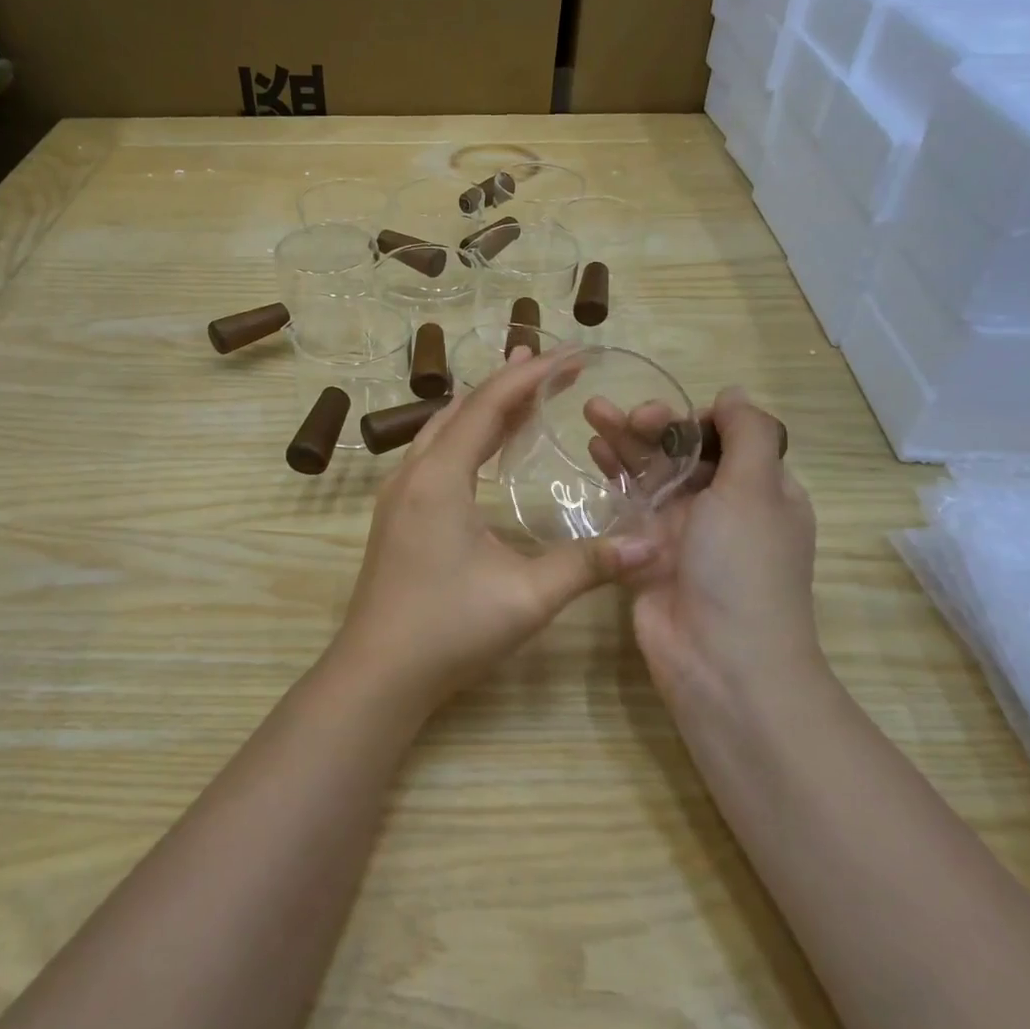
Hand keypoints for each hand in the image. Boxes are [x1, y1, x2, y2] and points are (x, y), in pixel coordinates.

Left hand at [331, 349, 659, 706]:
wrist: (377, 673)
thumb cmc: (448, 630)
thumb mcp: (525, 597)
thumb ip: (588, 566)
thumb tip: (652, 545)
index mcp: (439, 478)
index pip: (489, 406)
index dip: (532, 375)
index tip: (573, 355)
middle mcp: (413, 474)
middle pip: (463, 410)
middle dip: (510, 383)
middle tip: (554, 365)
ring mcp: (398, 494)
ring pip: (443, 430)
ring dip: (483, 408)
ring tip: (523, 393)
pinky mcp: (396, 515)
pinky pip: (433, 455)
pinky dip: (465, 436)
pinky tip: (483, 448)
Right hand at [588, 387, 820, 713]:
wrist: (718, 660)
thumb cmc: (743, 567)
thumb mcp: (756, 490)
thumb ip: (748, 434)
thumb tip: (734, 393)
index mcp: (762, 491)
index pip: (729, 437)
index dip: (698, 419)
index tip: (672, 419)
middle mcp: (723, 507)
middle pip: (684, 452)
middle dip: (655, 426)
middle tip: (626, 415)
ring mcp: (682, 531)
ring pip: (651, 473)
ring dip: (626, 442)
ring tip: (591, 412)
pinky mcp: (646, 552)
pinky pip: (627, 505)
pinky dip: (613, 477)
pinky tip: (591, 452)